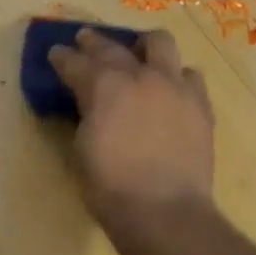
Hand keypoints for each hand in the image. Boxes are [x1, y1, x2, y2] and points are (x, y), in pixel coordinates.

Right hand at [48, 29, 215, 228]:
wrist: (164, 212)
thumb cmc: (110, 188)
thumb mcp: (81, 150)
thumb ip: (84, 117)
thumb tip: (88, 108)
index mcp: (103, 87)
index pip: (75, 62)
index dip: (62, 57)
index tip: (55, 53)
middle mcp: (140, 76)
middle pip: (114, 46)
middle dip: (94, 42)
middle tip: (85, 43)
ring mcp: (174, 86)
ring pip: (161, 43)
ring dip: (144, 47)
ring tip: (138, 56)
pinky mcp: (200, 104)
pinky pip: (189, 76)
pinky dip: (176, 77)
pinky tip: (170, 90)